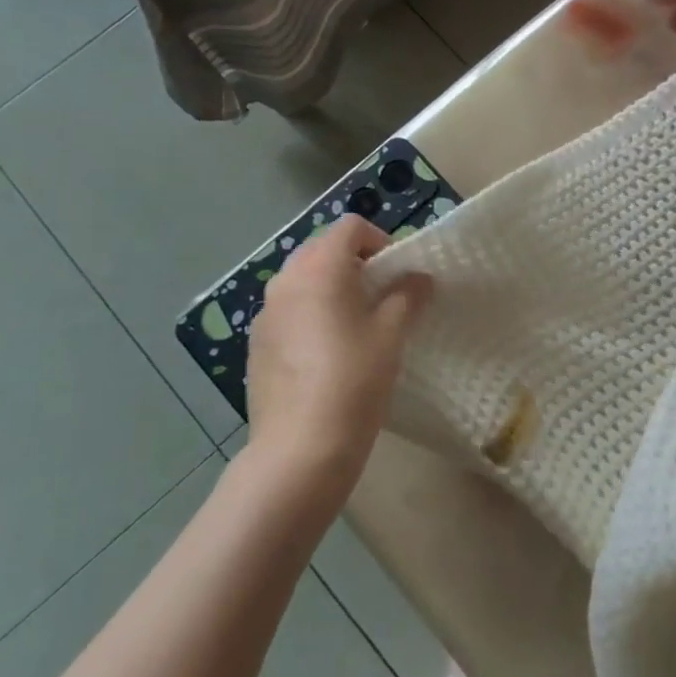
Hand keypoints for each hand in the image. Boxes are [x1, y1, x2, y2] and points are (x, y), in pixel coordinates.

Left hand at [243, 215, 431, 503]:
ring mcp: (265, 314)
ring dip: (333, 289)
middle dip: (356, 263)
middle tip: (383, 296)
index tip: (399, 272)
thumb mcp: (391, 333)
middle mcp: (285, 282)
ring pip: (304, 282)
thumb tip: (418, 277)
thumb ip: (407, 295)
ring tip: (358, 325)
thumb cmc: (354, 380)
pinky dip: (312, 314)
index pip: (350, 227)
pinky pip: (290, 311)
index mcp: (319, 269)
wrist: (299, 449)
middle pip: (323, 251)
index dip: (380, 239)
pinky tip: (330, 354)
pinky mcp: (257, 345)